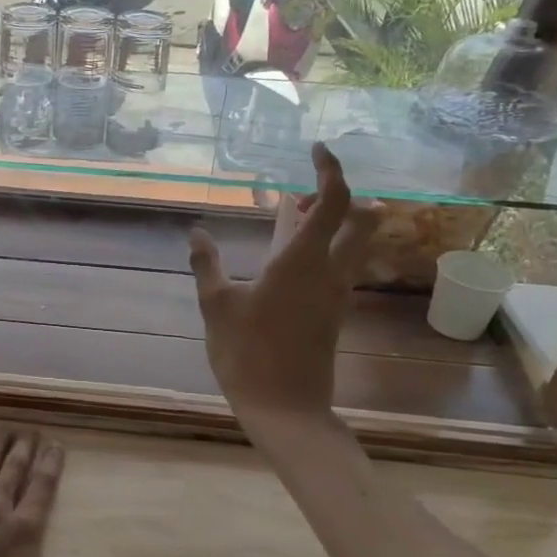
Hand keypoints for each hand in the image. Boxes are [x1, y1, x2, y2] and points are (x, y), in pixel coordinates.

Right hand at [188, 143, 380, 427]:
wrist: (285, 408)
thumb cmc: (247, 353)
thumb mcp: (216, 305)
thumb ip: (207, 264)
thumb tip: (196, 232)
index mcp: (302, 260)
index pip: (334, 201)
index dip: (330, 169)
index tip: (316, 149)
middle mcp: (329, 270)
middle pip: (360, 219)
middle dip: (339, 195)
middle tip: (303, 193)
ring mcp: (336, 293)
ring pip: (352, 243)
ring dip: (333, 222)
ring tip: (293, 216)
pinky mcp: (333, 312)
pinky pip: (339, 264)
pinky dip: (323, 247)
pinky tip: (291, 256)